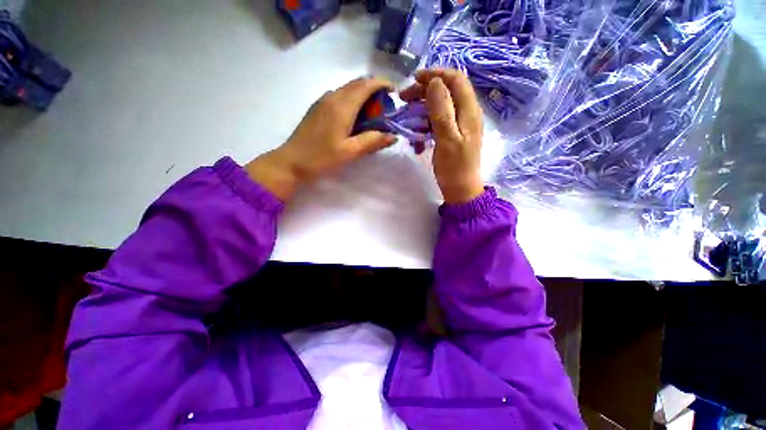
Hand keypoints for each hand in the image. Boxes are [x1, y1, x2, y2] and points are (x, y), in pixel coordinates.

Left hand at [246, 77, 397, 199]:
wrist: (291, 161)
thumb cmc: (321, 157)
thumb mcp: (350, 152)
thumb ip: (372, 141)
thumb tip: (393, 136)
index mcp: (342, 106)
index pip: (366, 84)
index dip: (383, 84)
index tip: (395, 94)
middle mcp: (332, 97)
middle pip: (358, 84)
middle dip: (375, 90)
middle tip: (386, 108)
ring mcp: (323, 101)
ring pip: (348, 89)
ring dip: (364, 96)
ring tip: (373, 115)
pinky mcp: (318, 108)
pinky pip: (340, 96)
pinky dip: (353, 101)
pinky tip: (356, 118)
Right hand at [401, 69, 484, 203]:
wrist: (461, 189)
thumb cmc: (454, 167)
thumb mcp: (447, 139)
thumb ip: (442, 110)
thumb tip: (435, 82)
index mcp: (469, 111)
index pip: (456, 79)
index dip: (436, 74)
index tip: (414, 79)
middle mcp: (467, 113)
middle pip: (447, 90)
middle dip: (425, 90)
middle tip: (404, 99)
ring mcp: (460, 124)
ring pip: (441, 105)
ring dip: (423, 108)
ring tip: (407, 117)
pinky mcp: (454, 134)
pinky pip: (439, 121)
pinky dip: (426, 123)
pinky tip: (417, 135)